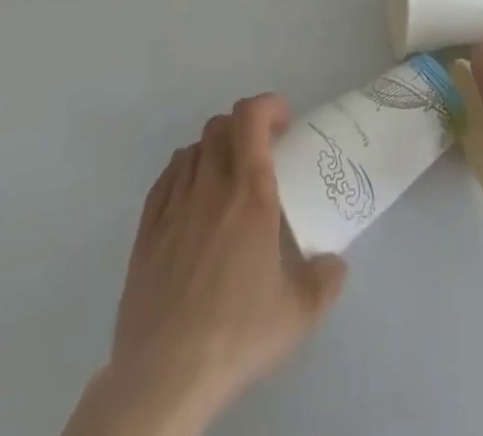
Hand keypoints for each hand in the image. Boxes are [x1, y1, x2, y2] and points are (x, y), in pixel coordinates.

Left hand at [66, 94, 346, 435]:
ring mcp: (173, 206)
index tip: (284, 124)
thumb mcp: (298, 313)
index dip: (268, 106)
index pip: (251, 116)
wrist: (164, 377)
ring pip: (192, 149)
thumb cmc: (237, 333)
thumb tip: (337, 264)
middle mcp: (210, 186)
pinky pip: (166, 179)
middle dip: (244, 127)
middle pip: (220, 125)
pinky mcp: (146, 231)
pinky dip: (184, 174)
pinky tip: (192, 202)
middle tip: (261, 153)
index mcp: (250, 192)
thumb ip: (325, 280)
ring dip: (214, 150)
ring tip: (226, 178)